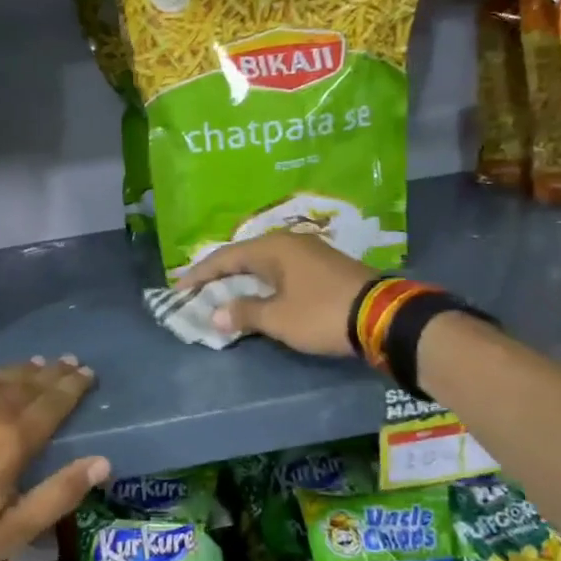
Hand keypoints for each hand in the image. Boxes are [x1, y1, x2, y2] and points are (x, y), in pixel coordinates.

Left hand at [0, 357, 108, 560]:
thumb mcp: (12, 530)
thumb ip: (59, 494)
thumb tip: (102, 462)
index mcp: (13, 438)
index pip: (52, 403)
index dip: (72, 387)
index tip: (87, 372)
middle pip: (27, 384)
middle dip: (51, 373)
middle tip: (69, 361)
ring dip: (20, 371)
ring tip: (36, 364)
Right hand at [177, 233, 376, 356]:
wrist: (383, 316)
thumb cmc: (322, 313)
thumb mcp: (278, 318)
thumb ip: (244, 313)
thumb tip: (215, 314)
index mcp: (272, 248)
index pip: (225, 258)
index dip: (199, 274)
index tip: (177, 288)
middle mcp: (288, 242)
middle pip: (243, 256)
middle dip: (218, 274)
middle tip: (196, 289)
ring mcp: (309, 253)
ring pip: (264, 264)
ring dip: (241, 279)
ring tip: (222, 292)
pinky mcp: (324, 267)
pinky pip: (281, 271)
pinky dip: (262, 283)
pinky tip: (258, 294)